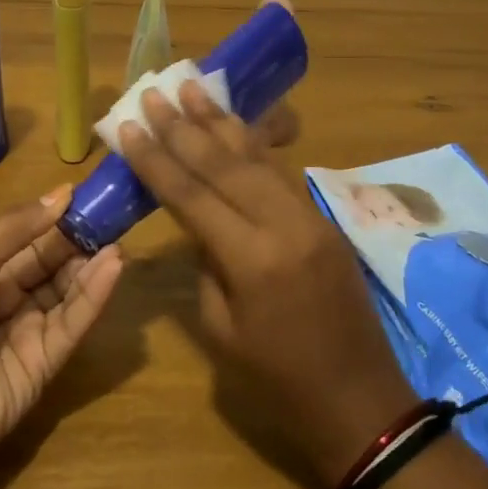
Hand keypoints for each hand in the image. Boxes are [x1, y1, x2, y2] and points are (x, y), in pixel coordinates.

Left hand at [0, 187, 124, 474]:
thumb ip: (13, 230)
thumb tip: (62, 194)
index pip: (27, 240)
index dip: (55, 218)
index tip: (89, 194)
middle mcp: (6, 300)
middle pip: (51, 264)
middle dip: (80, 239)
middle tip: (114, 213)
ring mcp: (28, 332)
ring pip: (67, 291)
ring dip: (92, 265)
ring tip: (119, 238)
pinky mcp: (47, 363)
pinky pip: (73, 323)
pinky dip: (95, 295)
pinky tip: (113, 267)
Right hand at [118, 82, 415, 488]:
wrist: (360, 401)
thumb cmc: (279, 381)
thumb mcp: (222, 330)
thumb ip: (206, 265)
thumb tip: (200, 221)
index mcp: (253, 260)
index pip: (192, 196)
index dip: (156, 159)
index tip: (127, 127)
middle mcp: (284, 226)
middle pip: (225, 164)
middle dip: (184, 126)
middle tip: (154, 92)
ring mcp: (311, 218)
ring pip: (258, 157)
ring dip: (221, 122)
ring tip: (192, 87)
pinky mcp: (325, 221)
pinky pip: (281, 173)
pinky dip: (253, 145)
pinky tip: (234, 124)